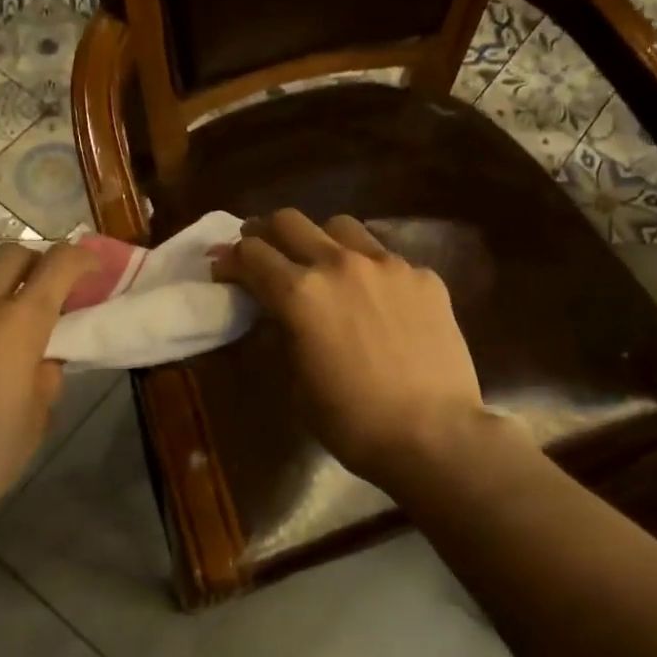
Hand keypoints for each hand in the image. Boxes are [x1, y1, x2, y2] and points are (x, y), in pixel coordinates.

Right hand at [212, 209, 485, 486]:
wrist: (434, 435)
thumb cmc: (352, 422)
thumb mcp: (296, 382)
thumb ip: (282, 333)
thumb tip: (274, 310)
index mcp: (300, 294)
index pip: (251, 254)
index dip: (229, 259)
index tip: (223, 269)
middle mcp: (340, 264)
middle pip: (290, 221)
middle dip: (266, 232)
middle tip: (261, 250)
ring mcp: (387, 264)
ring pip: (341, 226)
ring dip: (319, 239)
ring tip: (321, 262)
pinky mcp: (424, 277)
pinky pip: (386, 257)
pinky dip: (368, 269)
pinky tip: (376, 297)